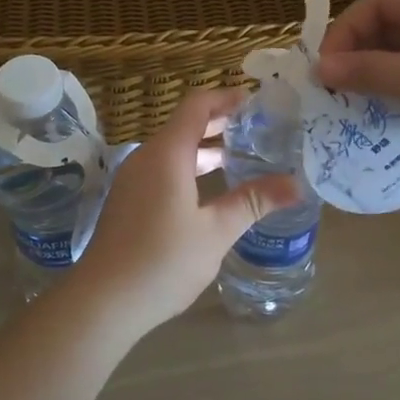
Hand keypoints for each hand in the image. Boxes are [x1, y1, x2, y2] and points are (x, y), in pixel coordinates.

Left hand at [73, 89, 299, 332]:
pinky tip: (211, 191)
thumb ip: (254, 202)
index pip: (197, 105)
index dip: (227, 98)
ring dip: (206, 149)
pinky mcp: (129, 201)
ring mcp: (133, 180)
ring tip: (242, 158)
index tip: (257, 102)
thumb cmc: (163, 261)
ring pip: (173, 150)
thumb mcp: (216, 231)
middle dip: (221, 123)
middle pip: (185, 125)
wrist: (103, 301)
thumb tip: (296, 185)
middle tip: (259, 130)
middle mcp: (146, 157)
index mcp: (167, 154)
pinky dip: (189, 168)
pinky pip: (163, 170)